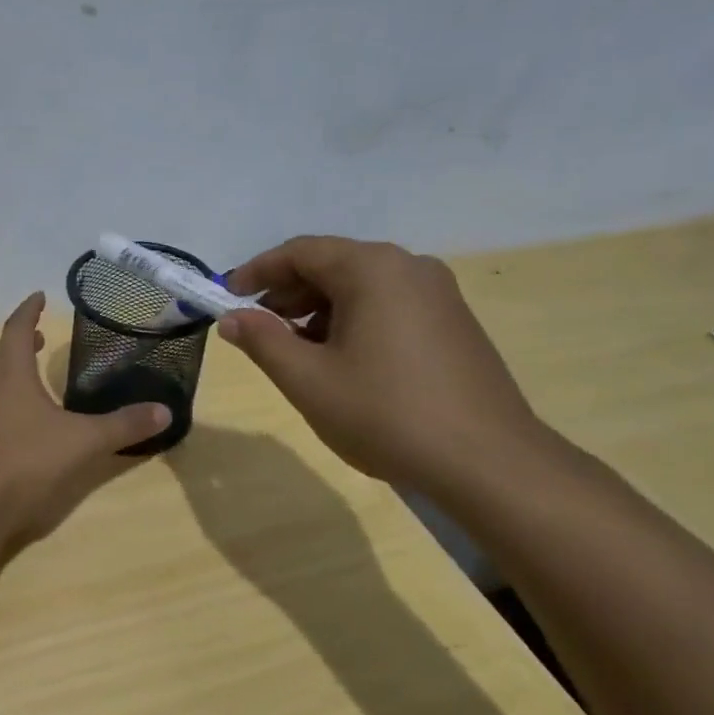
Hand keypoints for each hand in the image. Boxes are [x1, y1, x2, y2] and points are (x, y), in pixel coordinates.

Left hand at [0, 292, 168, 547]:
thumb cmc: (29, 463)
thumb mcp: (85, 442)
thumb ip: (124, 425)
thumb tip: (165, 411)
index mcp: (10, 374)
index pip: (18, 328)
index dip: (29, 310)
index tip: (39, 297)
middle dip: (17, 342)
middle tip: (38, 340)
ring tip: (11, 381)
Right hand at [219, 236, 549, 494]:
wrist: (488, 462)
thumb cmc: (386, 414)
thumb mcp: (308, 379)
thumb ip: (262, 341)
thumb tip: (231, 318)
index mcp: (373, 269)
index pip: (300, 252)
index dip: (256, 271)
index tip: (226, 296)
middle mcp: (409, 267)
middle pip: (332, 264)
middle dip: (287, 293)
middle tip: (257, 328)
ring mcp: (438, 294)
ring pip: (361, 287)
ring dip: (318, 310)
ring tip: (296, 351)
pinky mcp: (453, 322)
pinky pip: (388, 305)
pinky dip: (353, 321)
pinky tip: (342, 361)